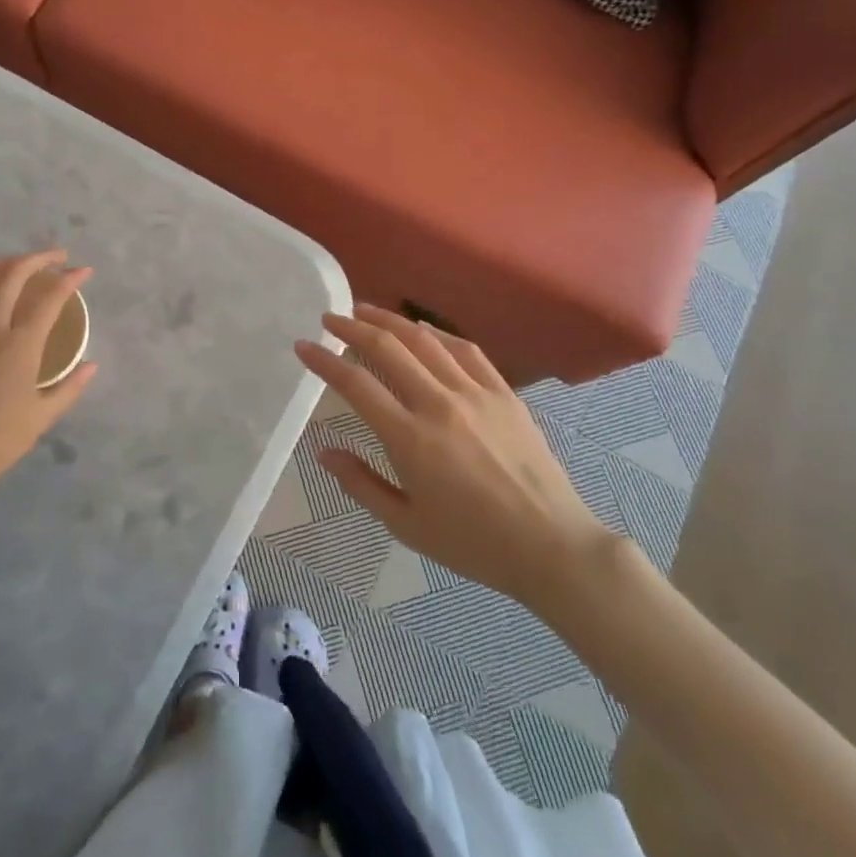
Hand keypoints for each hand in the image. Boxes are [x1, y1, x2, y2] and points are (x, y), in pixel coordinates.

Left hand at [0, 250, 96, 482]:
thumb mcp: (42, 417)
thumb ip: (69, 386)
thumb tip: (91, 365)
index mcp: (19, 345)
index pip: (49, 297)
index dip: (70, 279)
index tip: (84, 271)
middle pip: (12, 273)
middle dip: (38, 258)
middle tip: (56, 257)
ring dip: (1, 263)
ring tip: (16, 266)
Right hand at [294, 304, 612, 607]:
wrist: (551, 545)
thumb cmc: (473, 543)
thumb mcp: (406, 525)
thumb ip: (361, 484)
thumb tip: (324, 451)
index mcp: (410, 439)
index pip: (356, 384)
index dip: (324, 361)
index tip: (304, 346)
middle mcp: (439, 404)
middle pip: (388, 348)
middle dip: (353, 326)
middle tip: (330, 318)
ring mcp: (475, 393)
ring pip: (425, 340)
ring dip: (390, 320)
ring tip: (366, 310)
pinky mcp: (503, 393)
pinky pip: (466, 350)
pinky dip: (437, 333)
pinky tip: (423, 329)